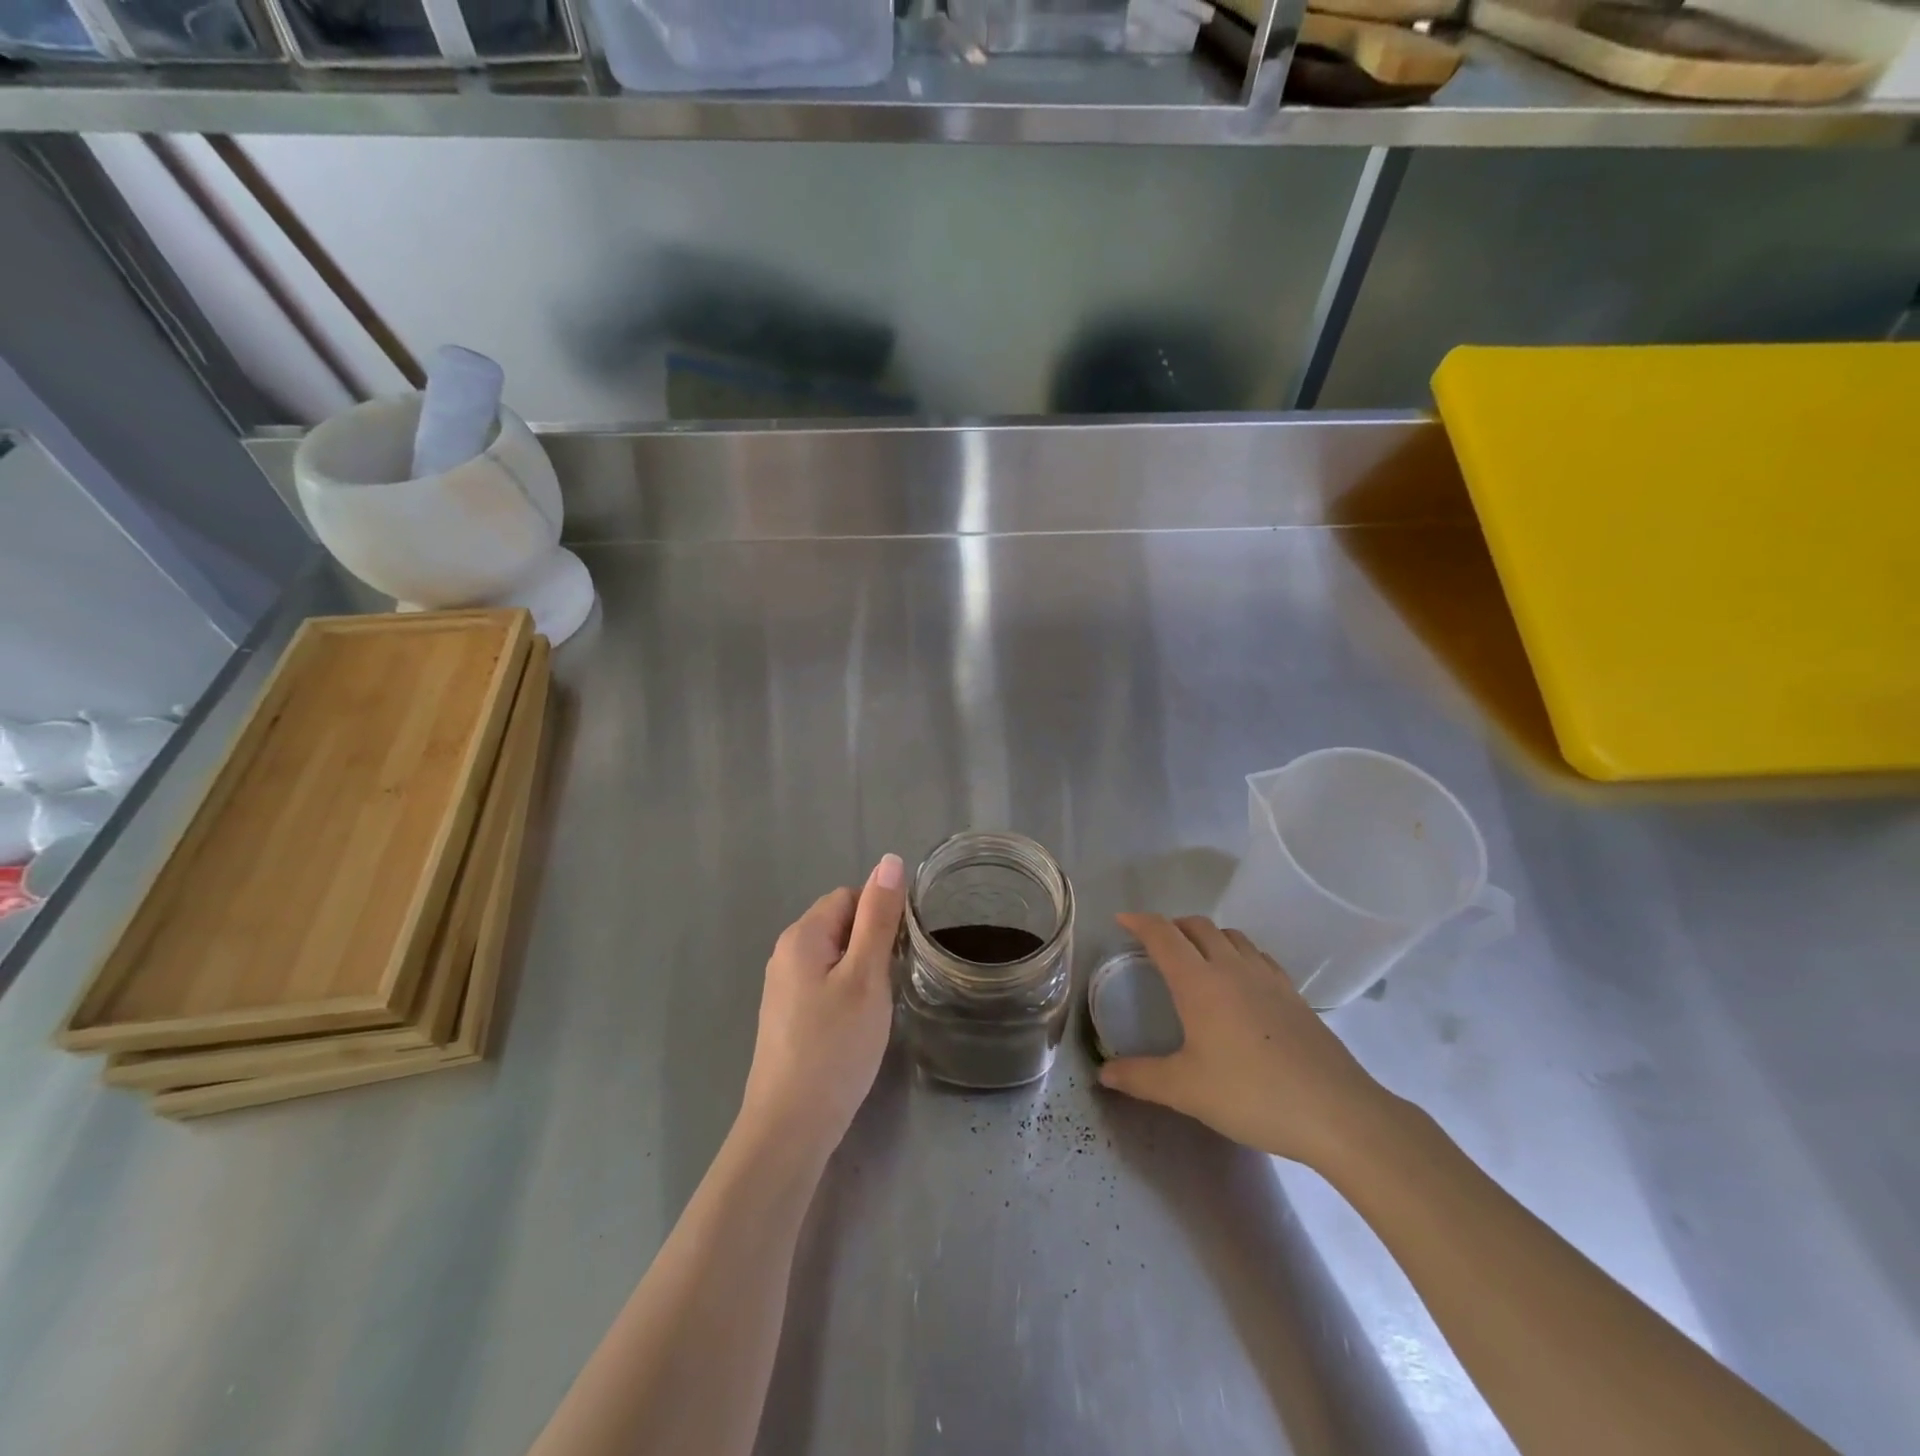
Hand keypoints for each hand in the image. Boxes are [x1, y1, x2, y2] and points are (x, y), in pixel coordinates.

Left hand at [738, 854, 906, 1162]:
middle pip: (840, 924)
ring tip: (879, 1006)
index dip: (880, 916)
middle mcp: (786, 953)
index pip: (850, 896)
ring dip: (862, 972)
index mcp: (802, 935)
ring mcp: (783, 987)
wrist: (791, 1126)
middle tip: (891, 983)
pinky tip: (857, 1026)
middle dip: (872, 944)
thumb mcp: (866, 976)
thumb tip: (890, 860)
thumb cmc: (835, 1046)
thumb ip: (879, 917)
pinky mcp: (787, 1016)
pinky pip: (824, 984)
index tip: (901, 952)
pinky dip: (847, 994)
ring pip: (835, 957)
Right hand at [1098, 913, 1398, 1172]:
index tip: (1122, 920)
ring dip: (1206, 936)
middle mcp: (1232, 967)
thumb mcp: (1186, 1090)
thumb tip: (1103, 1073)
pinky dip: (1237, 953)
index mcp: (1200, 982)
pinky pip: (1258, 956)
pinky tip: (1240, 982)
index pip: (1163, 935)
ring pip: (1231, 936)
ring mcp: (1268, 978)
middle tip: (1154, 944)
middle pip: (1197, 926)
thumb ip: (1140, 1078)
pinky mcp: (1294, 995)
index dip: (1139, 922)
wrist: (1337, 1112)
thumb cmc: (1252, 1095)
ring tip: (1195, 958)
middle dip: (1171, 926)